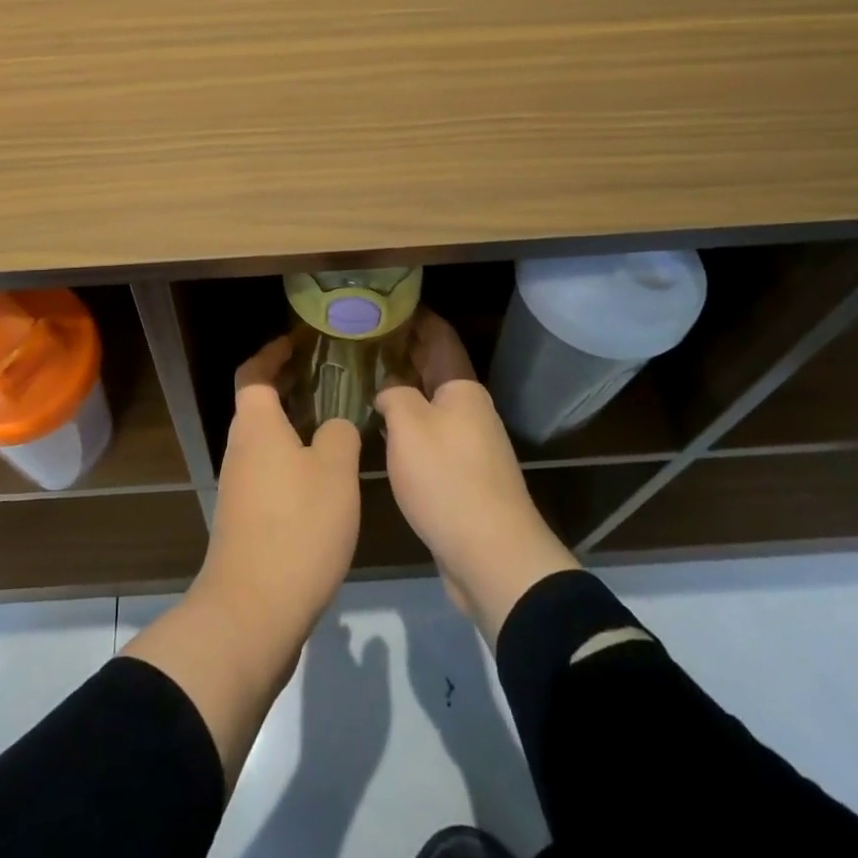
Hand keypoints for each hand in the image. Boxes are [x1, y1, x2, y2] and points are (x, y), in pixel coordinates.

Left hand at [197, 335, 361, 647]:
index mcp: (256, 425)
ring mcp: (239, 485)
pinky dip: (293, 458)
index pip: (254, 372)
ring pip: (266, 439)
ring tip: (334, 422)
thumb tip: (335, 425)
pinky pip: (270, 470)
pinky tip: (325, 476)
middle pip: (259, 403)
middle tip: (329, 377)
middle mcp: (240, 448)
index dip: (273, 352)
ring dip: (294, 424)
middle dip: (289, 386)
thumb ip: (339, 435)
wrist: (254, 610)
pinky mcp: (246, 518)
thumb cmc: (297, 526)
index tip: (299, 342)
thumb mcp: (335, 471)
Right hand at [376, 310, 578, 642]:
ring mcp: (469, 444)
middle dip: (405, 351)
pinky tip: (384, 427)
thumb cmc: (447, 479)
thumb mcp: (409, 426)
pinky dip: (408, 422)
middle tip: (366, 337)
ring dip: (404, 388)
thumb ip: (394, 396)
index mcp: (462, 389)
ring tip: (367, 377)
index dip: (417, 317)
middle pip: (435, 369)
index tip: (388, 302)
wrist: (491, 555)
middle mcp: (470, 410)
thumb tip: (388, 392)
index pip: (439, 337)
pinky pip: (431, 434)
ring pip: (431, 403)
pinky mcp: (463, 476)